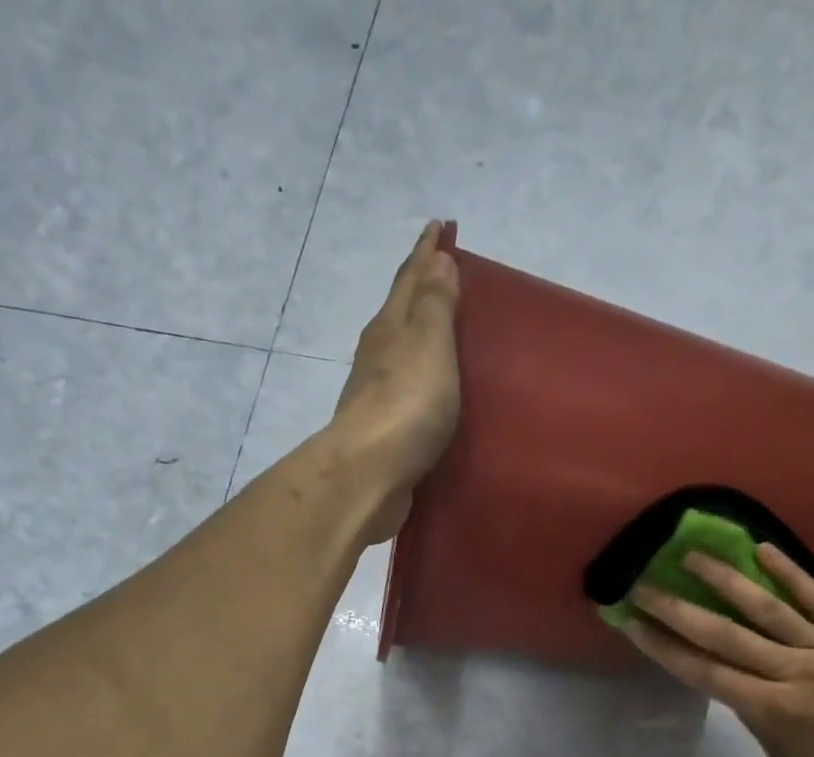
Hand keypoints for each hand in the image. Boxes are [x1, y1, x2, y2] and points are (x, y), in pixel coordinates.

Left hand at [326, 220, 461, 542]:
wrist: (369, 474)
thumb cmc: (406, 404)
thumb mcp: (429, 343)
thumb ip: (435, 304)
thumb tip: (437, 259)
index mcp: (391, 326)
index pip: (411, 278)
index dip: (427, 251)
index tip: (440, 226)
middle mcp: (379, 355)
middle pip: (401, 311)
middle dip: (421, 288)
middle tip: (443, 271)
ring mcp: (378, 395)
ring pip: (401, 352)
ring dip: (418, 335)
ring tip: (441, 329)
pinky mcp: (384, 432)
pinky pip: (407, 391)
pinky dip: (420, 378)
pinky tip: (429, 388)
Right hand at [624, 543, 813, 756]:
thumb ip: (756, 717)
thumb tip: (734, 682)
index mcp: (771, 711)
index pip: (703, 673)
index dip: (663, 647)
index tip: (632, 624)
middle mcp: (792, 673)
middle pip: (723, 636)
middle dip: (677, 610)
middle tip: (644, 585)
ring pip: (766, 609)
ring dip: (724, 580)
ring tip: (692, 555)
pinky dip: (790, 573)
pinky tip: (762, 550)